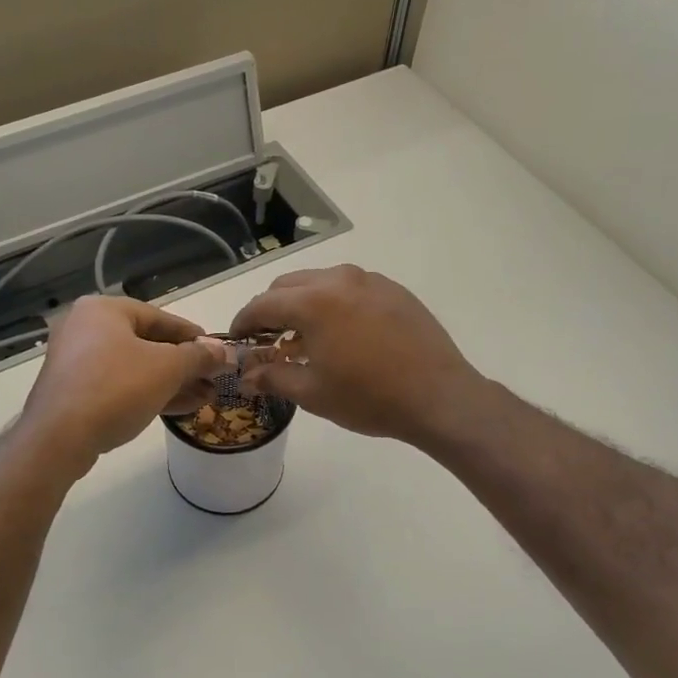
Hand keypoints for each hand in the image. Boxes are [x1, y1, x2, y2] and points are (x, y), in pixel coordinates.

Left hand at [22, 297, 230, 470]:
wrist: (58, 438)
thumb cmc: (116, 388)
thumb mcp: (167, 368)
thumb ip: (198, 357)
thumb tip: (224, 352)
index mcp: (103, 310)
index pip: (159, 317)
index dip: (193, 335)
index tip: (216, 351)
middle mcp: (85, 328)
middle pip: (147, 343)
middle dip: (184, 365)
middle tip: (212, 379)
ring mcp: (76, 362)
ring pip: (134, 368)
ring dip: (171, 382)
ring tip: (205, 398)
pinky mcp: (73, 392)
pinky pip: (118, 386)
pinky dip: (147, 393)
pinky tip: (178, 408)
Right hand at [229, 265, 484, 448]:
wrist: (439, 397)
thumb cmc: (370, 398)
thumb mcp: (314, 393)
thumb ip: (273, 377)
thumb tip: (246, 376)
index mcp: (313, 302)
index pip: (262, 304)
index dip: (243, 322)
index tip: (237, 341)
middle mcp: (339, 280)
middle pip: (289, 286)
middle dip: (271, 310)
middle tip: (269, 341)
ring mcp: (370, 281)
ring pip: (320, 282)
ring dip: (303, 304)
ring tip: (306, 338)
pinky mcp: (394, 290)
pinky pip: (351, 288)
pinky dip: (334, 303)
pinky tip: (342, 334)